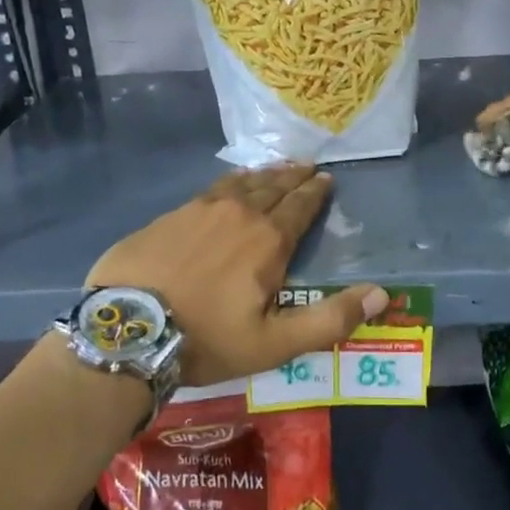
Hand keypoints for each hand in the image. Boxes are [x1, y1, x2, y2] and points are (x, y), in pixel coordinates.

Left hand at [86, 164, 387, 387]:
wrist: (127, 331)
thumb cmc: (207, 339)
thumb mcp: (275, 343)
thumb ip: (330, 319)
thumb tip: (381, 295)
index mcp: (268, 240)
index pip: (300, 207)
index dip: (315, 193)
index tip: (326, 179)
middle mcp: (238, 214)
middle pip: (273, 188)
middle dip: (294, 177)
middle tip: (307, 166)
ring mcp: (200, 210)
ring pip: (242, 184)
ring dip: (264, 175)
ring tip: (277, 168)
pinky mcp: (170, 216)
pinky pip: (210, 189)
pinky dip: (230, 182)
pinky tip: (230, 182)